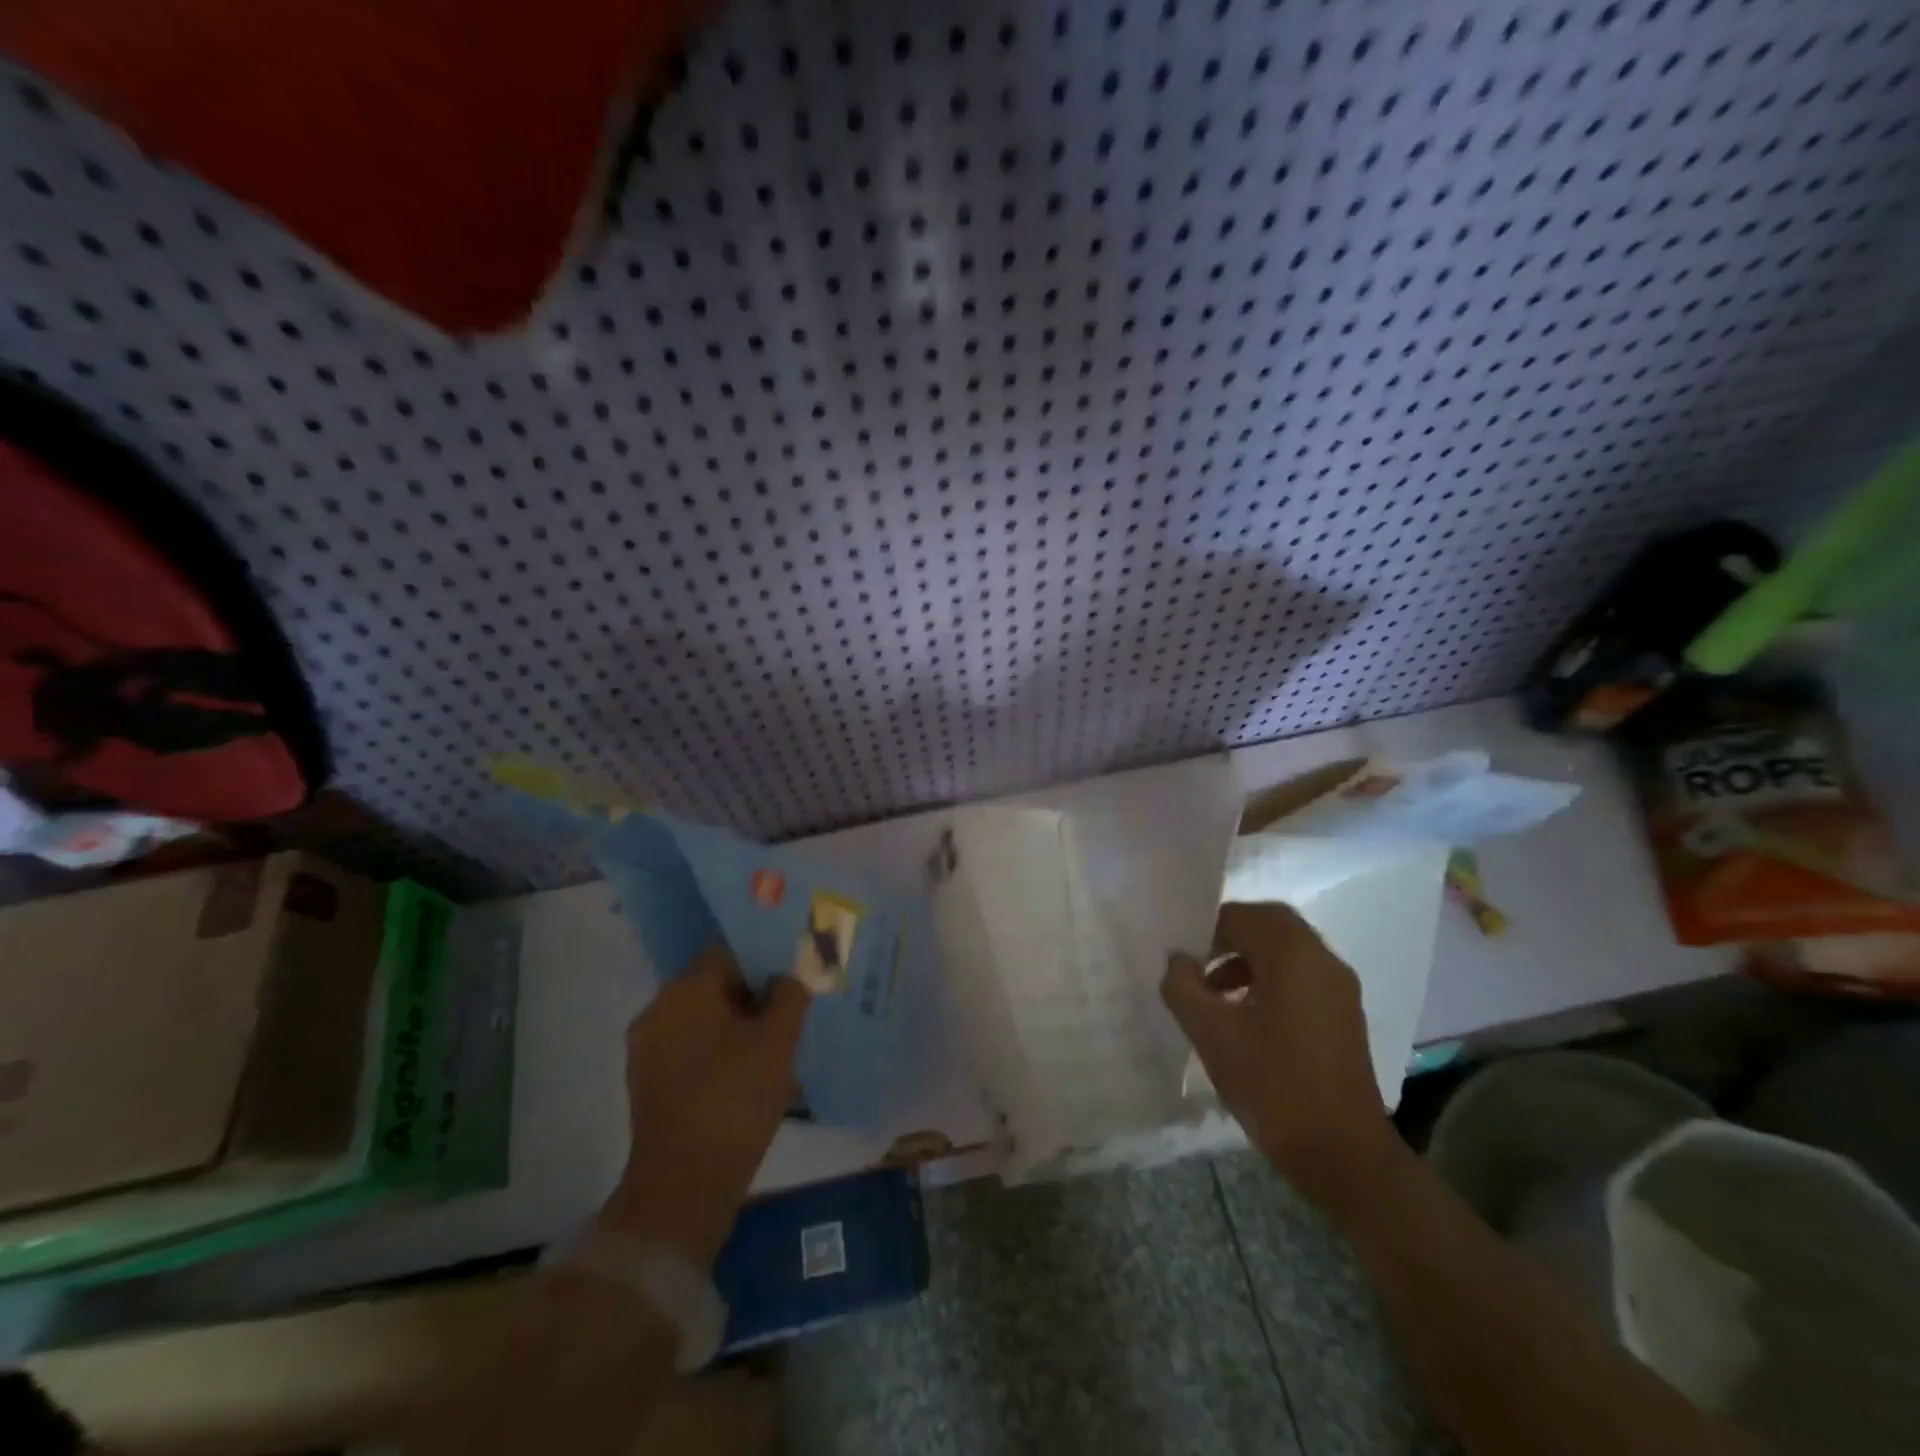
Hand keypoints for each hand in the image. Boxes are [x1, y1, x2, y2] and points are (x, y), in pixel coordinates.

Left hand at [600, 942, 810, 1267]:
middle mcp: (658, 1010)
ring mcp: (647, 1050)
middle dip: (752, 996)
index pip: (728, 952)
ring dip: (737, 1028)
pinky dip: (718, 1055)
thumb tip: (786, 978)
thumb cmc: (734, 1100)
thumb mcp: (778, 1042)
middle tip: (790, 1012)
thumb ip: (788, 997)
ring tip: (775, 1047)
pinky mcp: (648, 1085)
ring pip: (703, 1021)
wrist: (682, 1188)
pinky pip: (690, 1051)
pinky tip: (749, 1076)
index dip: (763, 960)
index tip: (791, 975)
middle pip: (713, 986)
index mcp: (685, 990)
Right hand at [1162, 902, 1395, 1211]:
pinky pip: (1302, 977)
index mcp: (1293, 954)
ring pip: (1288, 952)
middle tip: (1197, 962)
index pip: (1243, 916)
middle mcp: (1322, 960)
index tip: (1182, 957)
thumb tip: (1177, 961)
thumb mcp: (1212, 1034)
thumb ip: (1184, 988)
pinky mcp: (1345, 1016)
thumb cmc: (1273, 1085)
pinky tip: (1247, 1018)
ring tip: (1215, 993)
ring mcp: (1340, 989)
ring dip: (1249, 960)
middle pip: (1271, 926)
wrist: (1344, 1155)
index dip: (1206, 929)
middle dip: (1230, 937)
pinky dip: (1271, 981)